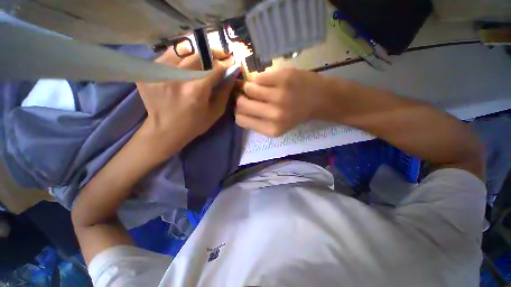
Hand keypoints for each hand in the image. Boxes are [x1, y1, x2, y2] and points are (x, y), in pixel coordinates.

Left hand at [136, 48, 235, 155]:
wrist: (165, 130)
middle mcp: (177, 78)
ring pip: (182, 51)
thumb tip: (231, 75)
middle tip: (220, 55)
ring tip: (203, 58)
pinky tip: (186, 64)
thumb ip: (224, 93)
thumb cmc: (194, 124)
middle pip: (198, 55)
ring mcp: (160, 73)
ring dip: (196, 53)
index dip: (225, 63)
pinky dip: (180, 57)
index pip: (214, 68)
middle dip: (213, 53)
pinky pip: (168, 56)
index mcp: (196, 91)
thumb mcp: (215, 113)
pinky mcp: (149, 72)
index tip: (231, 61)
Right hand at [235, 68, 330, 136]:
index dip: (239, 113)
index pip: (241, 120)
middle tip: (248, 97)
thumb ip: (259, 122)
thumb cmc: (297, 115)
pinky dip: (261, 79)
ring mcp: (279, 94)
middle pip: (241, 104)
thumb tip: (239, 109)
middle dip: (241, 100)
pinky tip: (269, 82)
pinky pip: (259, 77)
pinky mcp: (283, 77)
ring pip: (248, 88)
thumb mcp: (278, 127)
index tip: (243, 108)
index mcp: (272, 129)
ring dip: (251, 88)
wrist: (321, 99)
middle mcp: (274, 114)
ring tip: (261, 89)